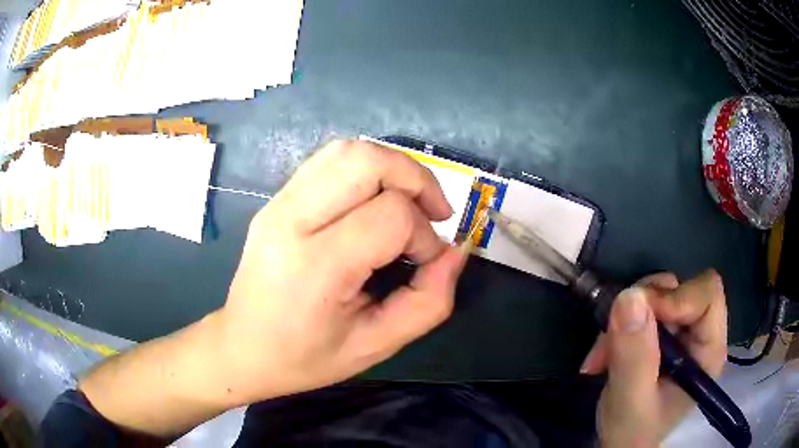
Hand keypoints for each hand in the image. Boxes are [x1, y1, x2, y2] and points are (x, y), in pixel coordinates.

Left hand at [217, 139, 467, 403]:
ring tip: (408, 201)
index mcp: (315, 266)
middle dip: (415, 178)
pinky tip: (373, 200)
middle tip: (433, 211)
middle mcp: (290, 221)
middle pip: (366, 161)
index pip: (390, 216)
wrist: (242, 348)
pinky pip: (328, 162)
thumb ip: (429, 300)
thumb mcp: (377, 345)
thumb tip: (455, 251)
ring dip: (391, 167)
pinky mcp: (275, 200)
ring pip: (346, 150)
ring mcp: (277, 204)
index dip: (423, 235)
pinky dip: (364, 170)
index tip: (423, 263)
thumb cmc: (306, 357)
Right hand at [580, 271, 727, 446]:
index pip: (707, 295)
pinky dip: (618, 325)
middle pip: (680, 288)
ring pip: (657, 294)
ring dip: (625, 318)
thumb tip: (629, 296)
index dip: (675, 298)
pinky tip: (604, 354)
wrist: (620, 443)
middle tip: (614, 337)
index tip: (638, 316)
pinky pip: (640, 307)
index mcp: (709, 349)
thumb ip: (634, 356)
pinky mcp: (661, 332)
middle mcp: (700, 333)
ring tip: (603, 355)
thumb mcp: (630, 401)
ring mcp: (680, 331)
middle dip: (643, 308)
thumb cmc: (632, 432)